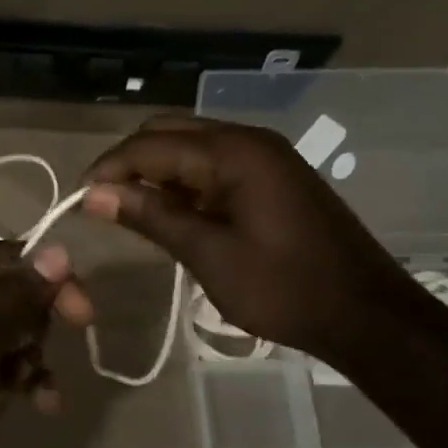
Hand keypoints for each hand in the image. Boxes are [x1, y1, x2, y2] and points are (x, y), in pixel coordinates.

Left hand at [0, 241, 92, 447]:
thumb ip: (17, 295)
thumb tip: (58, 250)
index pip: (10, 258)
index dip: (50, 281)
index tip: (82, 316)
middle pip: (11, 296)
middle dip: (37, 326)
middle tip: (43, 356)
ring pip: (8, 335)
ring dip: (32, 360)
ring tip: (39, 392)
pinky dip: (19, 381)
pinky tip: (38, 404)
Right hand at [80, 116, 423, 363]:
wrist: (368, 315)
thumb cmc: (285, 288)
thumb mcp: (209, 255)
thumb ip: (151, 216)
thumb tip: (94, 195)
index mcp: (234, 152)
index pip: (151, 145)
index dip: (109, 169)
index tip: (79, 200)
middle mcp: (248, 140)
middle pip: (170, 132)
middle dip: (130, 163)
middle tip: (103, 203)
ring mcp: (265, 156)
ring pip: (191, 146)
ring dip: (157, 171)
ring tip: (131, 210)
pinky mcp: (273, 175)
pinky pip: (214, 164)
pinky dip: (185, 181)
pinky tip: (172, 211)